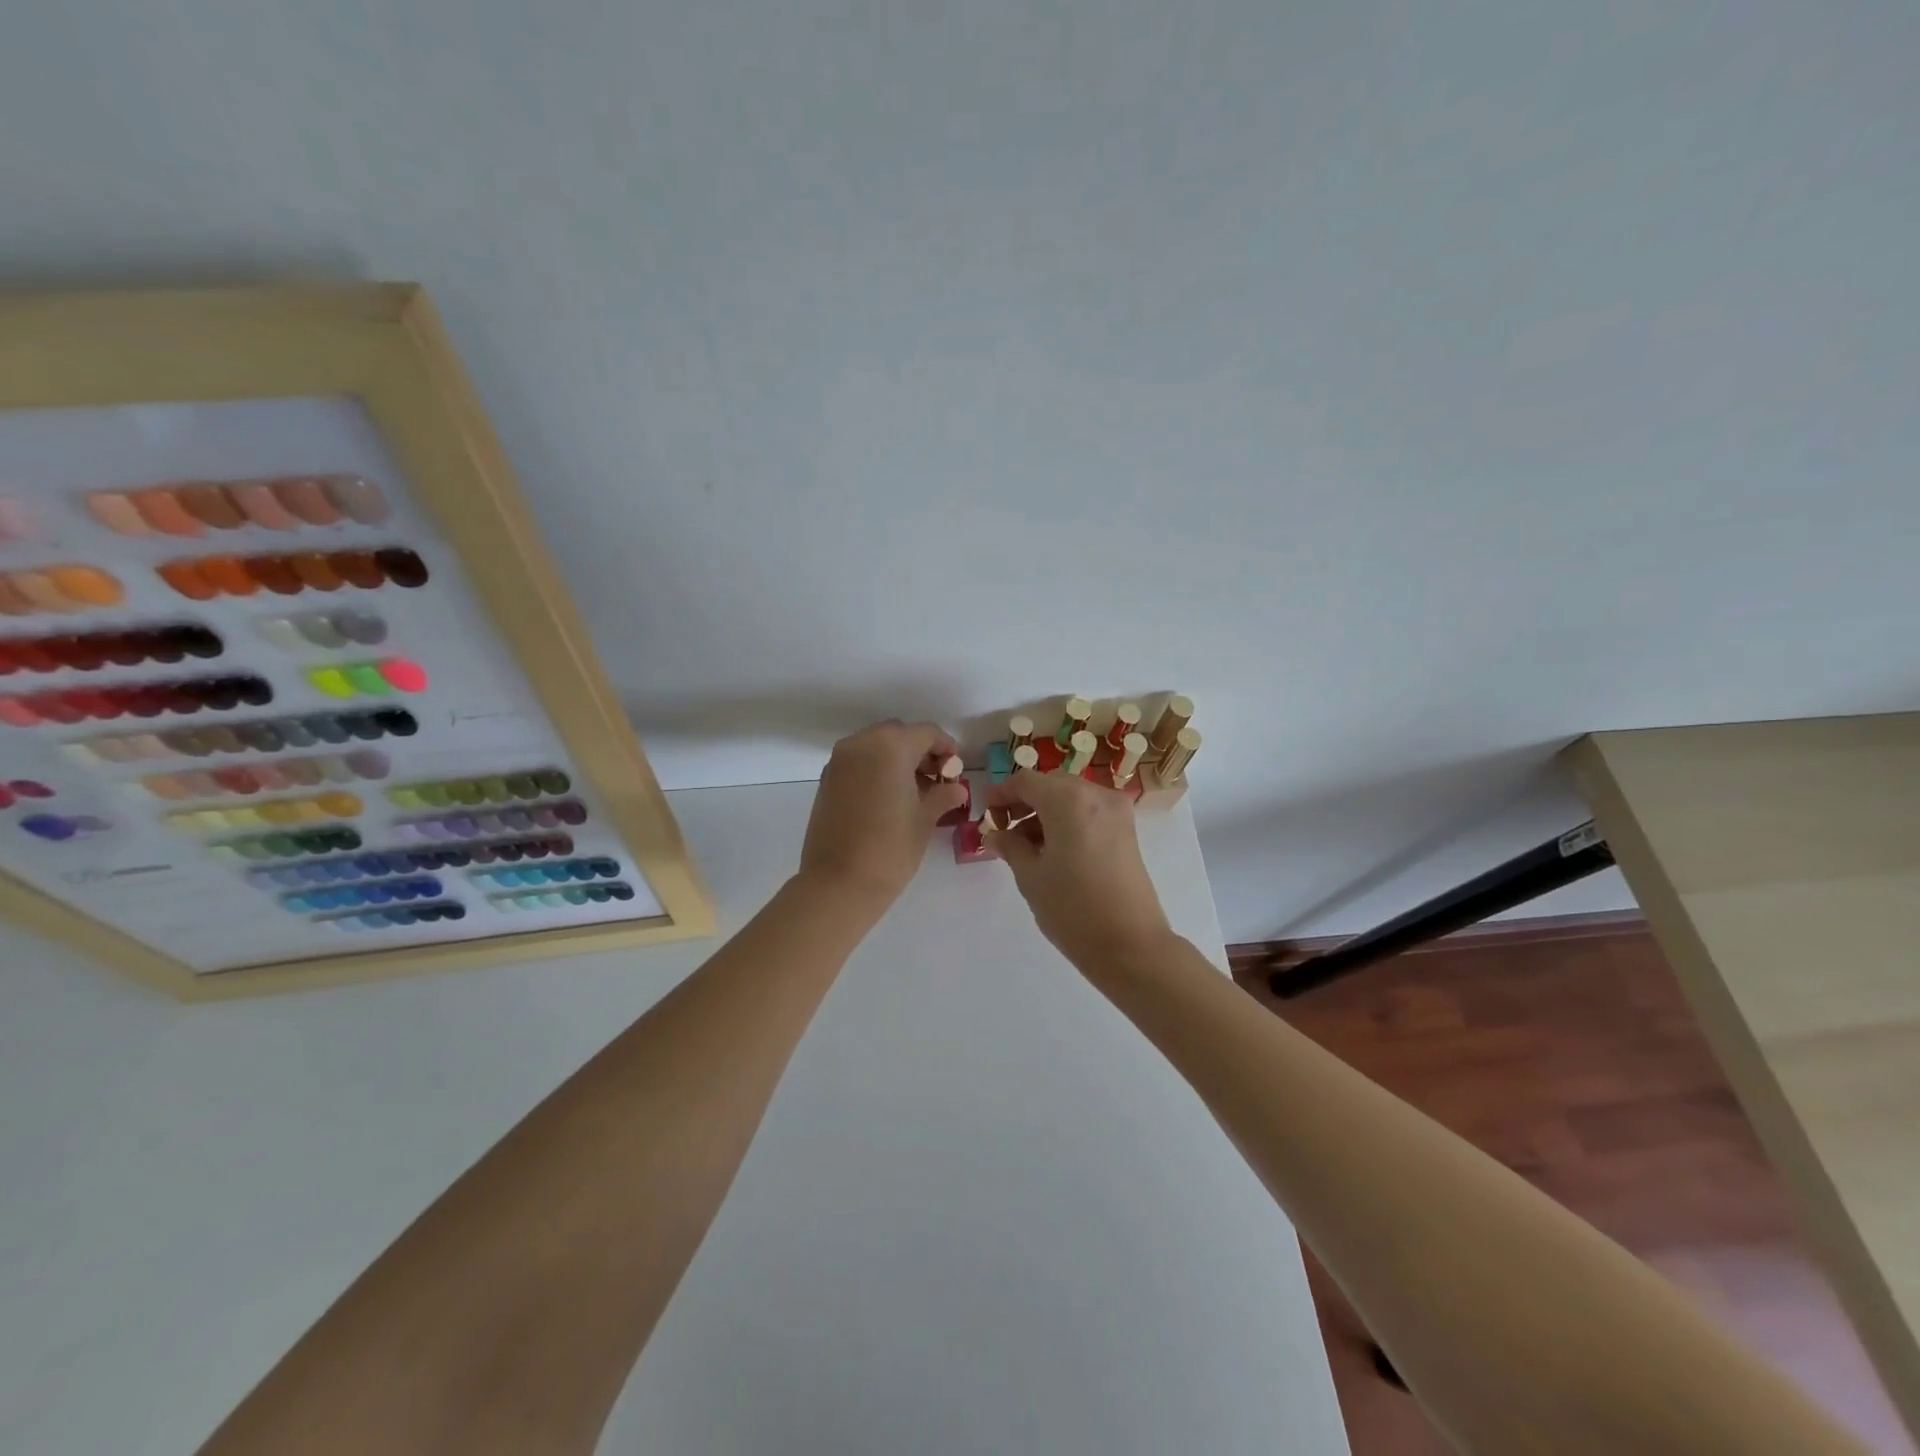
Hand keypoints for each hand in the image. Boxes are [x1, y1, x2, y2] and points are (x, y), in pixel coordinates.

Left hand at [798, 720, 966, 908]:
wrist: (839, 883)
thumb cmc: (891, 848)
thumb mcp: (924, 820)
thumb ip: (942, 796)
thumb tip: (956, 789)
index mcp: (891, 747)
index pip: (926, 732)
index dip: (946, 747)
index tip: (955, 769)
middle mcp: (861, 744)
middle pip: (898, 733)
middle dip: (919, 750)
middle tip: (935, 779)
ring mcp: (839, 761)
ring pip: (875, 745)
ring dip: (896, 758)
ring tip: (913, 790)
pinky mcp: (826, 779)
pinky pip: (857, 761)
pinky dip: (875, 768)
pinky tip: (888, 797)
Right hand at [984, 768, 1174, 972]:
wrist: (1130, 945)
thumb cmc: (1072, 909)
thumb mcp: (1031, 877)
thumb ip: (1010, 847)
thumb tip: (995, 834)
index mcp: (1068, 800)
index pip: (1026, 781)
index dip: (1002, 794)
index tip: (987, 814)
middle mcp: (1096, 795)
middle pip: (1051, 785)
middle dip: (1025, 802)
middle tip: (1004, 830)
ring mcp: (1117, 811)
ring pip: (1072, 798)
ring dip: (1046, 812)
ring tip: (1026, 846)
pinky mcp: (1128, 830)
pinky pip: (1090, 812)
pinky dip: (1068, 821)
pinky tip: (1053, 850)